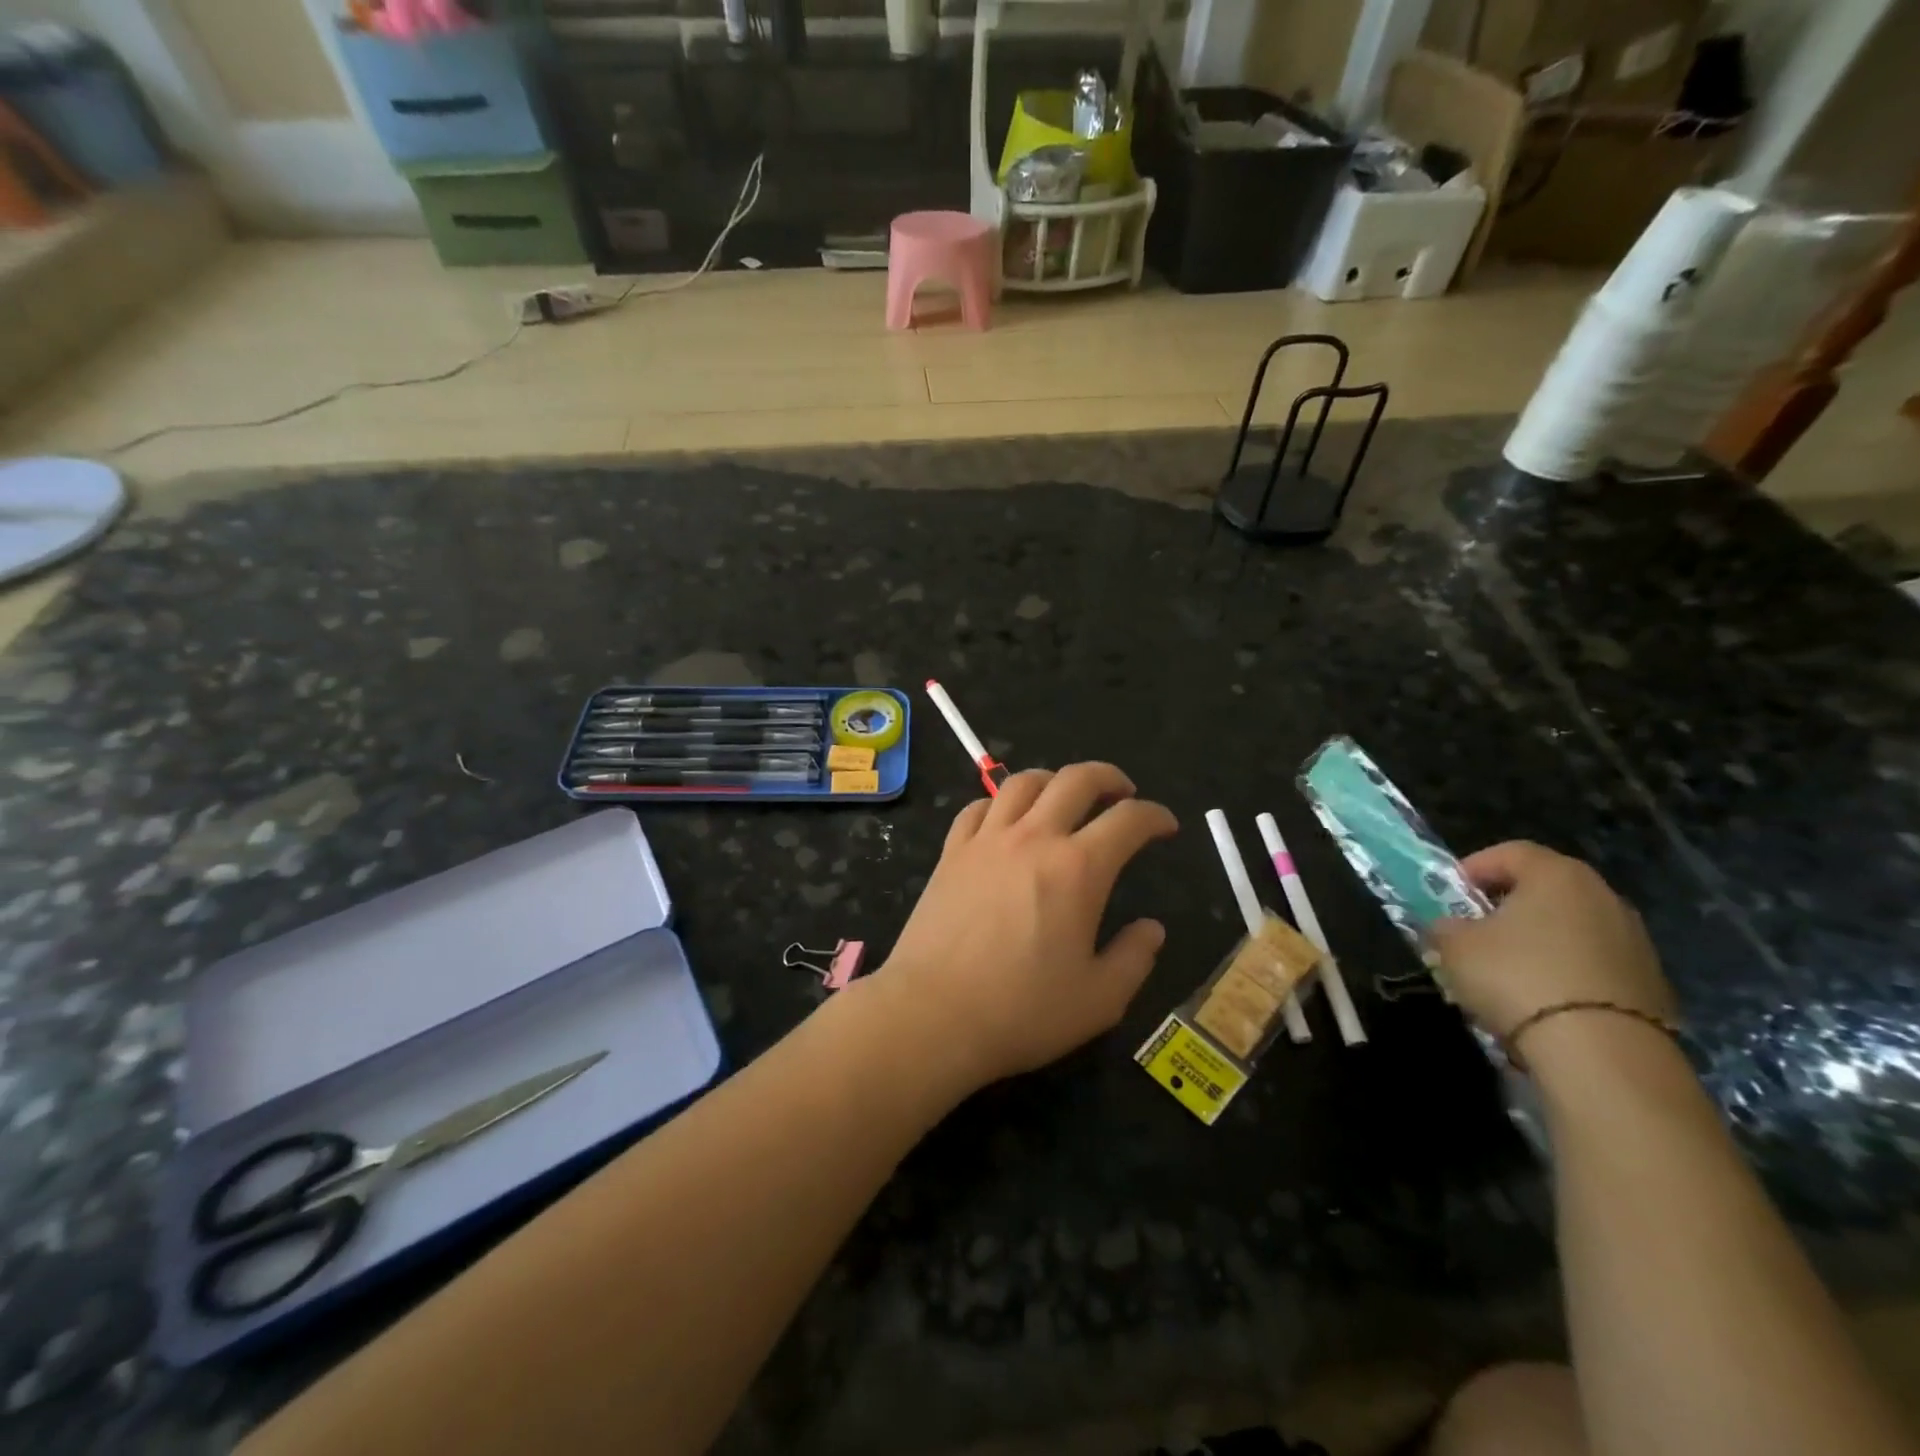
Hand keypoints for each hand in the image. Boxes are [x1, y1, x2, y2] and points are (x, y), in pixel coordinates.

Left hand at [873, 763, 1178, 1089]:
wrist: (933, 1013)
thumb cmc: (1022, 1011)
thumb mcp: (1099, 999)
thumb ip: (1134, 957)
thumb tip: (1152, 928)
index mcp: (1079, 869)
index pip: (1129, 820)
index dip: (1155, 816)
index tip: (1165, 826)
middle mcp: (1034, 839)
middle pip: (1076, 779)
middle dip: (1108, 777)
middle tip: (1122, 794)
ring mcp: (987, 840)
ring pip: (1023, 782)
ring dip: (1053, 780)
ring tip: (1064, 797)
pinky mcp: (952, 852)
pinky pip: (978, 806)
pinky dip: (1001, 803)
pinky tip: (1007, 820)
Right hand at [1428, 841, 1675, 1042]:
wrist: (1604, 1054)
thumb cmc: (1518, 977)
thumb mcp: (1454, 947)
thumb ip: (1444, 927)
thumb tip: (1448, 928)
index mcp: (1557, 875)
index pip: (1509, 852)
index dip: (1473, 868)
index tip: (1450, 896)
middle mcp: (1603, 897)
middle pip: (1543, 891)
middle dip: (1504, 908)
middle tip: (1473, 934)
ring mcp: (1634, 942)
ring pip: (1569, 930)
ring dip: (1536, 944)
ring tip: (1504, 976)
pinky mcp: (1651, 984)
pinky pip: (1592, 966)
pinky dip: (1565, 975)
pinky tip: (1542, 1004)